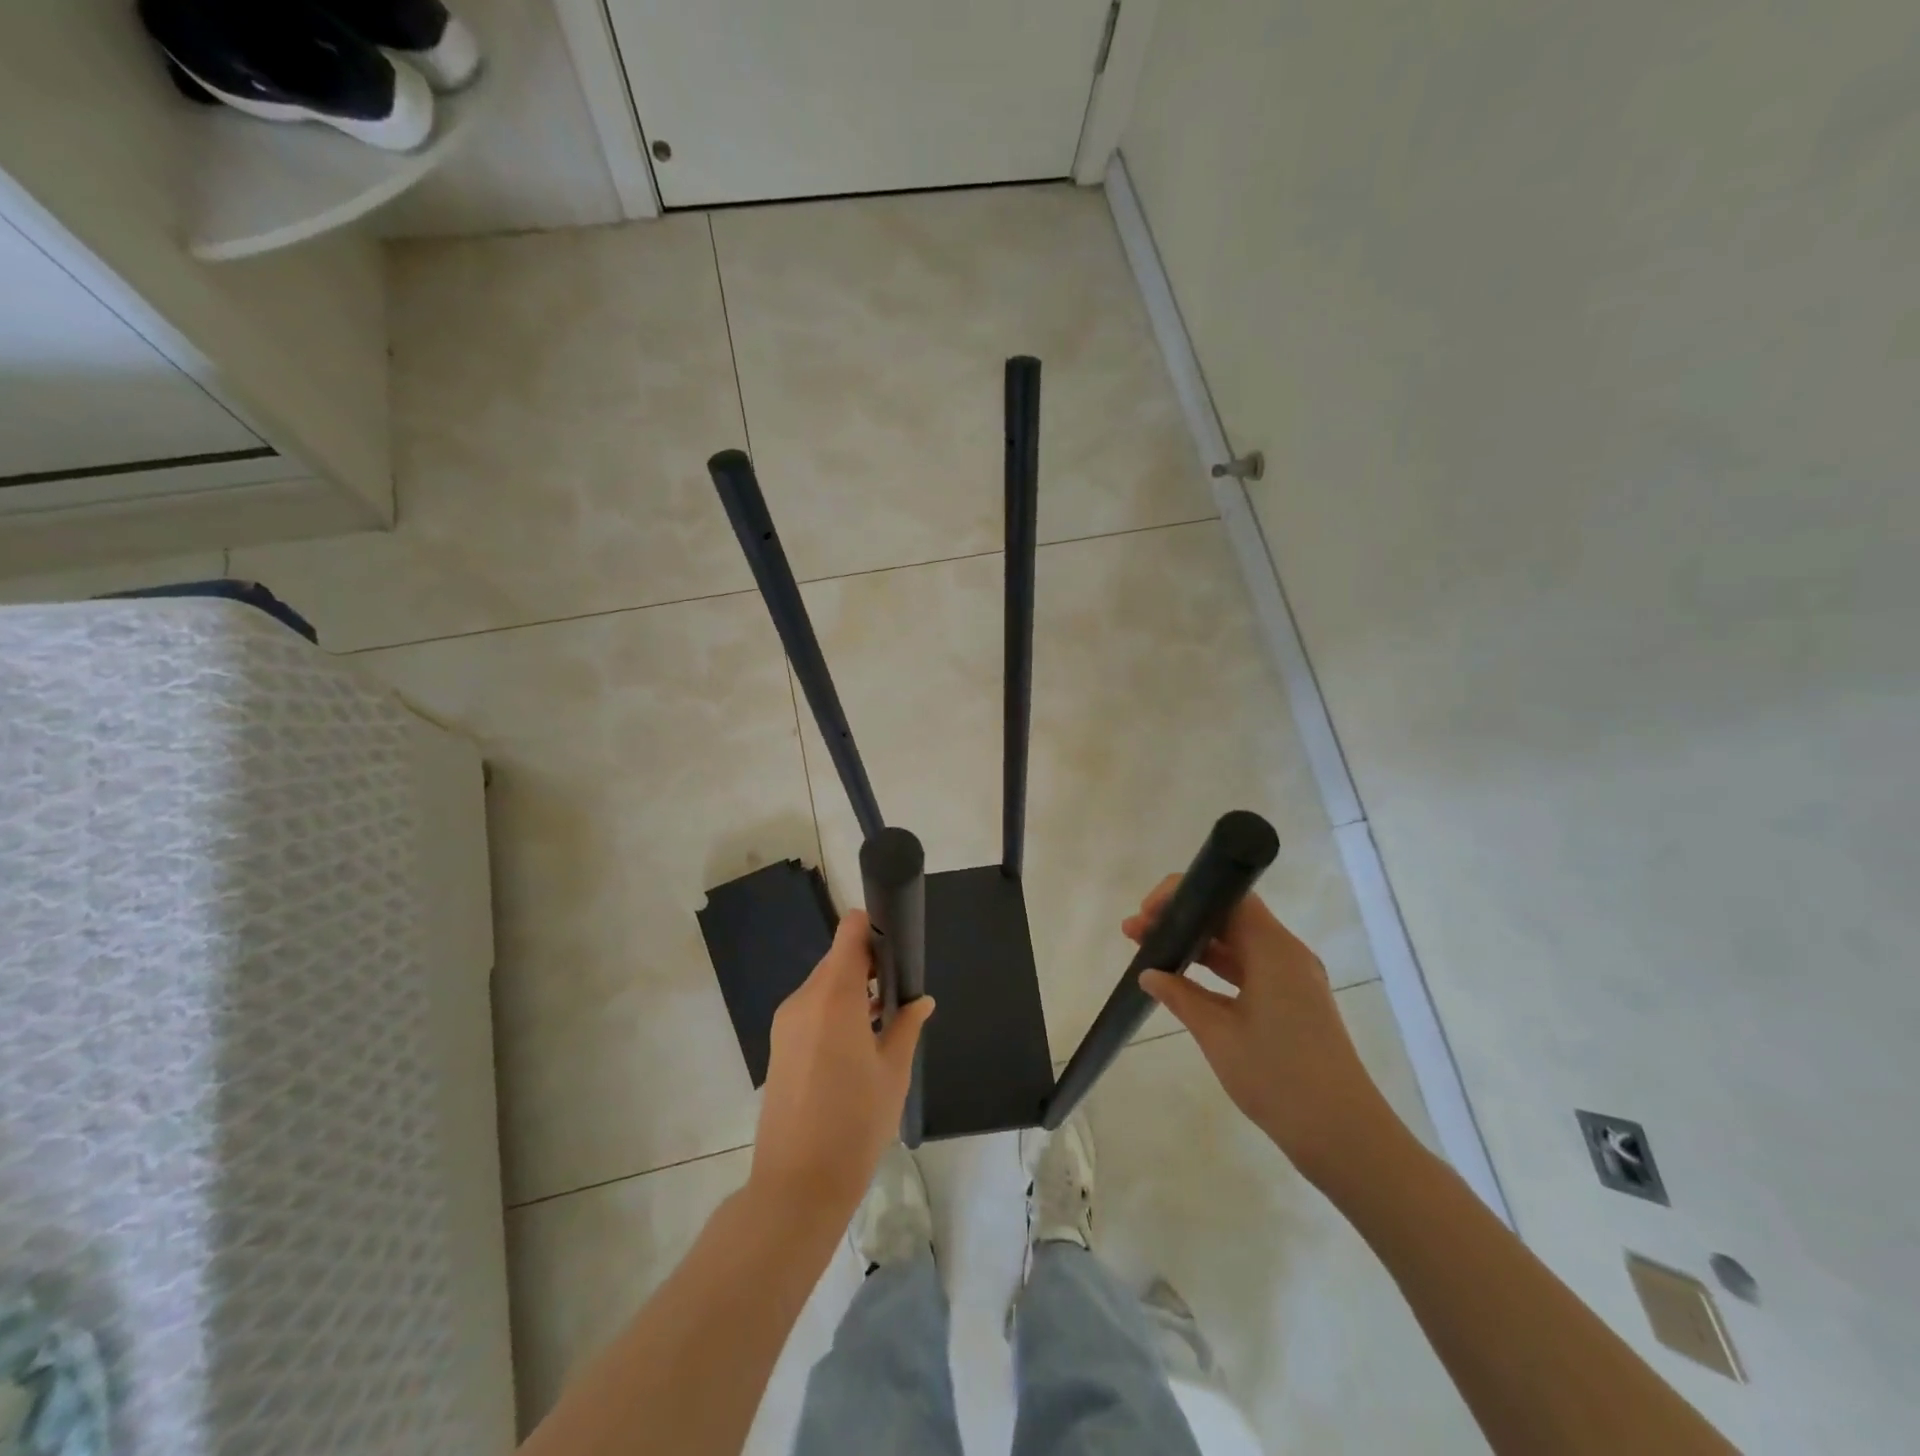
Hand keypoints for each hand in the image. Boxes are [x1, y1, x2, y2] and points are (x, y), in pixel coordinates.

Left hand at [749, 910, 933, 1222]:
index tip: (898, 944)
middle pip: (837, 959)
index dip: (873, 928)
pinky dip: (834, 1010)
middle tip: (899, 988)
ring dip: (851, 989)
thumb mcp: (893, 1072)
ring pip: (824, 985)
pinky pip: (811, 1009)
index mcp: (833, 997)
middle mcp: (804, 1000)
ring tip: (884, 1016)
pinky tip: (858, 1041)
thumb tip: (920, 1001)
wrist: (797, 1186)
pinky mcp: (779, 1045)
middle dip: (868, 963)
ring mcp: (786, 1023)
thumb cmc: (855, 1124)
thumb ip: (906, 1026)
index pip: (849, 932)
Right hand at [1126, 877, 1399, 1185]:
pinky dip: (1216, 970)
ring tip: (1149, 952)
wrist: (1343, 1136)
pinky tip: (1183, 982)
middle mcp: (1287, 955)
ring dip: (1196, 945)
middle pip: (1230, 917)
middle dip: (1182, 920)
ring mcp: (1293, 980)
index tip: (1147, 914)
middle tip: (1136, 933)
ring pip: (1237, 944)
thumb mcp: (1218, 1034)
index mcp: (1274, 950)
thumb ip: (1181, 996)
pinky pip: (1249, 970)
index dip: (1183, 896)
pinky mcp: (1294, 1003)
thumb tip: (1149, 974)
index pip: (1226, 897)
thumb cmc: (1277, 1077)